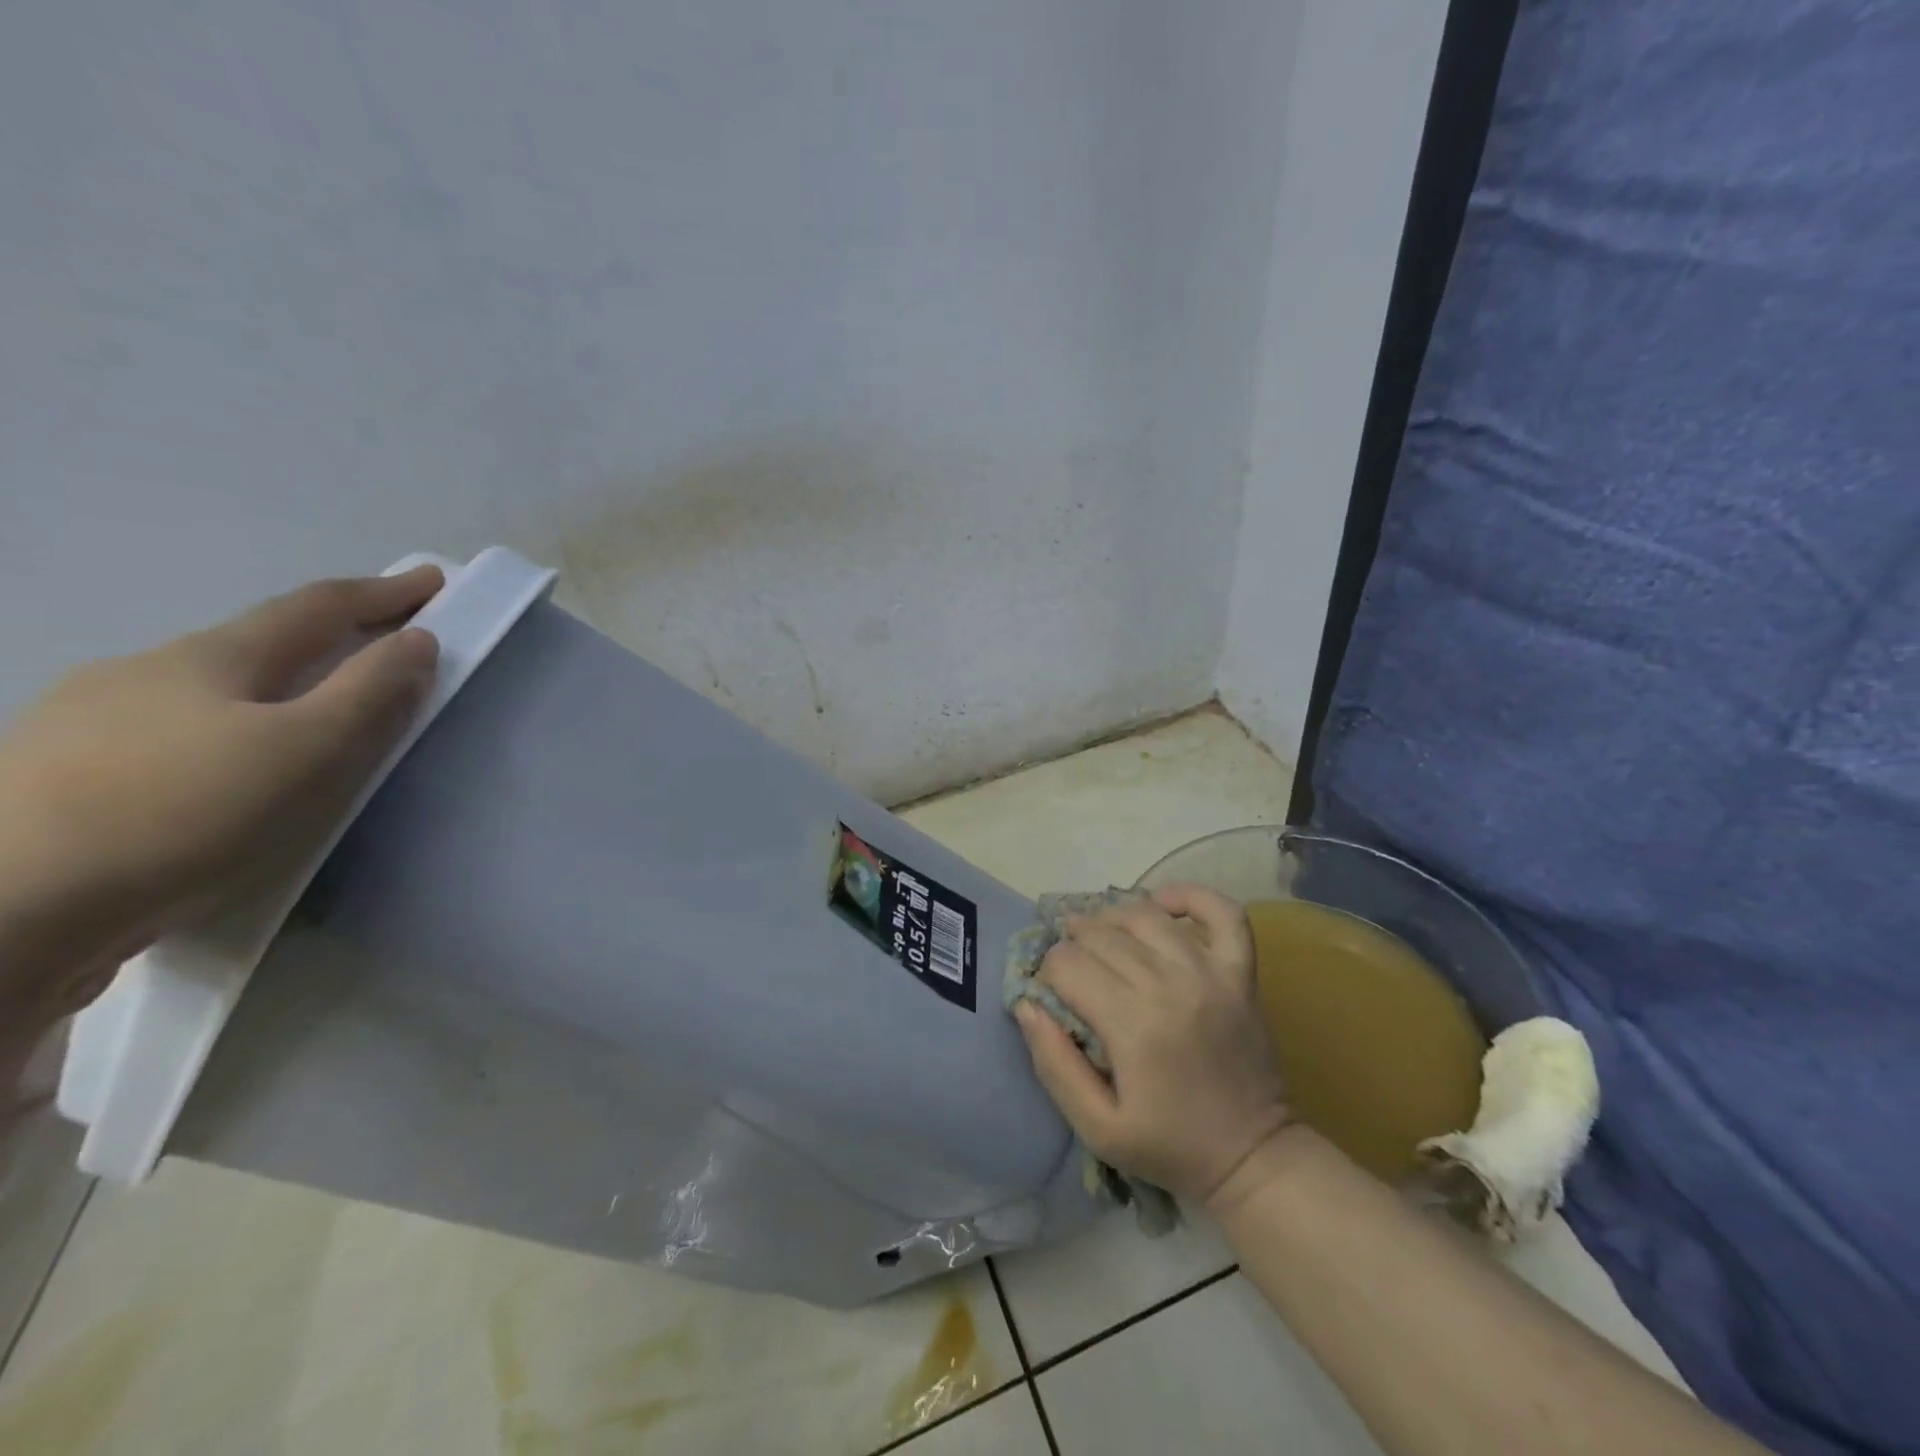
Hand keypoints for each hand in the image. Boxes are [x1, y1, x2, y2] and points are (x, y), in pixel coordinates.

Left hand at [0, 567, 443, 1040]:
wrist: (5, 915)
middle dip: (322, 644)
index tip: (432, 580)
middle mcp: (140, 674)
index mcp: (209, 658)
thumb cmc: (185, 814)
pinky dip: (219, 745)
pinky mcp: (56, 786)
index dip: (381, 592)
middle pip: (253, 646)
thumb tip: (418, 640)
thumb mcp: (310, 749)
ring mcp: (83, 727)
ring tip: (302, 734)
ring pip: (203, 697)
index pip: (314, 608)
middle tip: (377, 659)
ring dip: (266, 697)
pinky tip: (217, 789)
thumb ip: (372, 692)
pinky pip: (168, 745)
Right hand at [1014, 885, 1293, 1208]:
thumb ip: (1054, 1065)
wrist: (1254, 1158)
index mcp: (1133, 1026)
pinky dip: (1191, 896)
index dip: (1047, 972)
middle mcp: (1171, 986)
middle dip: (1073, 944)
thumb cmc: (1170, 1147)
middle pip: (1102, 936)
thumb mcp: (1096, 1128)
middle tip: (1071, 968)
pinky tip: (1163, 902)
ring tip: (1100, 936)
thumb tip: (1027, 1004)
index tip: (1050, 993)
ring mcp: (1211, 973)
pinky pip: (1223, 913)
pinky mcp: (1241, 973)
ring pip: (1146, 916)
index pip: (1068, 965)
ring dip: (1112, 918)